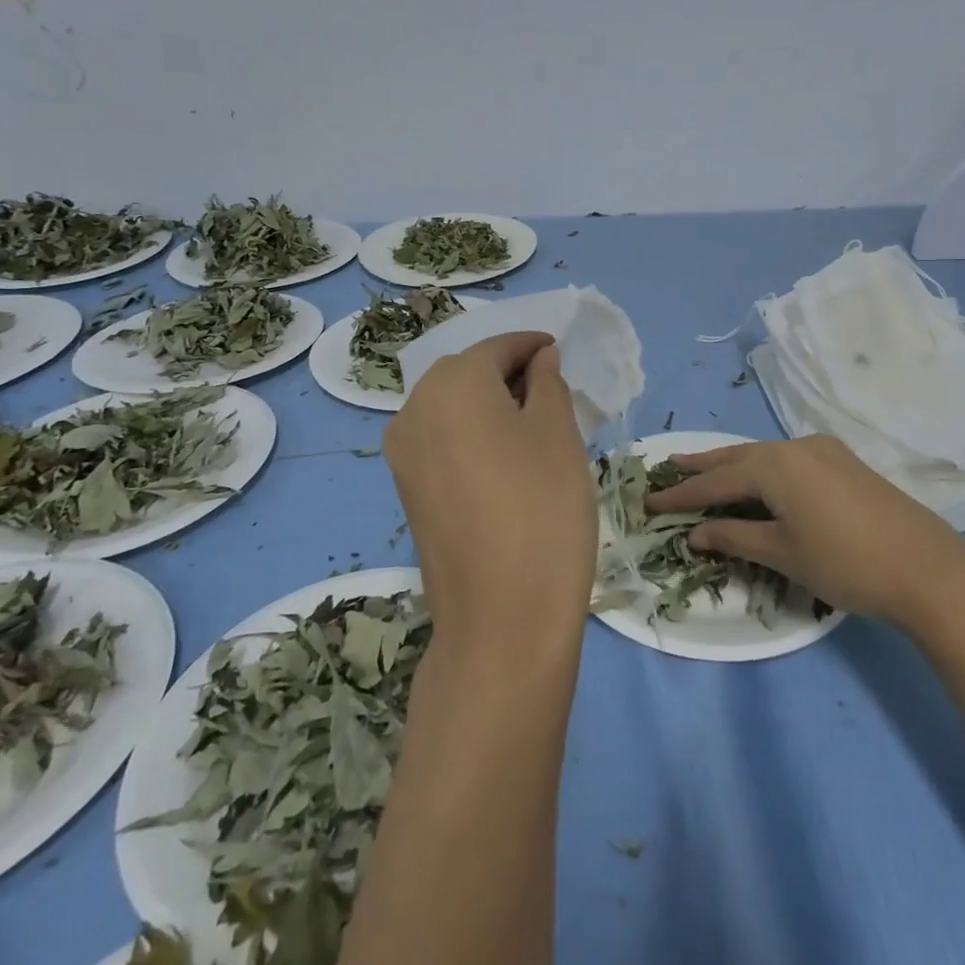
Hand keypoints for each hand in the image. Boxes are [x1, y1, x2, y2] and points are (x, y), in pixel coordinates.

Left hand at [383, 332, 596, 659]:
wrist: (502, 618)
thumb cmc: (543, 509)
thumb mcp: (559, 433)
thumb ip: (548, 382)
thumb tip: (538, 360)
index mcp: (452, 384)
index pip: (497, 347)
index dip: (532, 346)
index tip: (561, 352)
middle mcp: (414, 409)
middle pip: (467, 372)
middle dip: (509, 373)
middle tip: (553, 391)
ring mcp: (403, 453)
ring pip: (451, 406)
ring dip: (489, 404)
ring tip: (533, 424)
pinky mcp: (407, 489)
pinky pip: (441, 439)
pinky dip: (471, 433)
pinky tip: (505, 457)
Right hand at [645, 435, 964, 626]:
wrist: (927, 569)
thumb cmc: (845, 563)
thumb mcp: (782, 552)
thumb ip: (734, 537)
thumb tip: (695, 533)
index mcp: (775, 464)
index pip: (715, 481)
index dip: (681, 495)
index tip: (650, 502)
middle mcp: (796, 446)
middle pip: (738, 457)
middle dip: (703, 466)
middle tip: (670, 467)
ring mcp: (824, 451)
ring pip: (765, 456)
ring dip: (734, 466)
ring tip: (706, 469)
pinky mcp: (844, 463)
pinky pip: (789, 460)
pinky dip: (764, 470)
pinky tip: (759, 479)